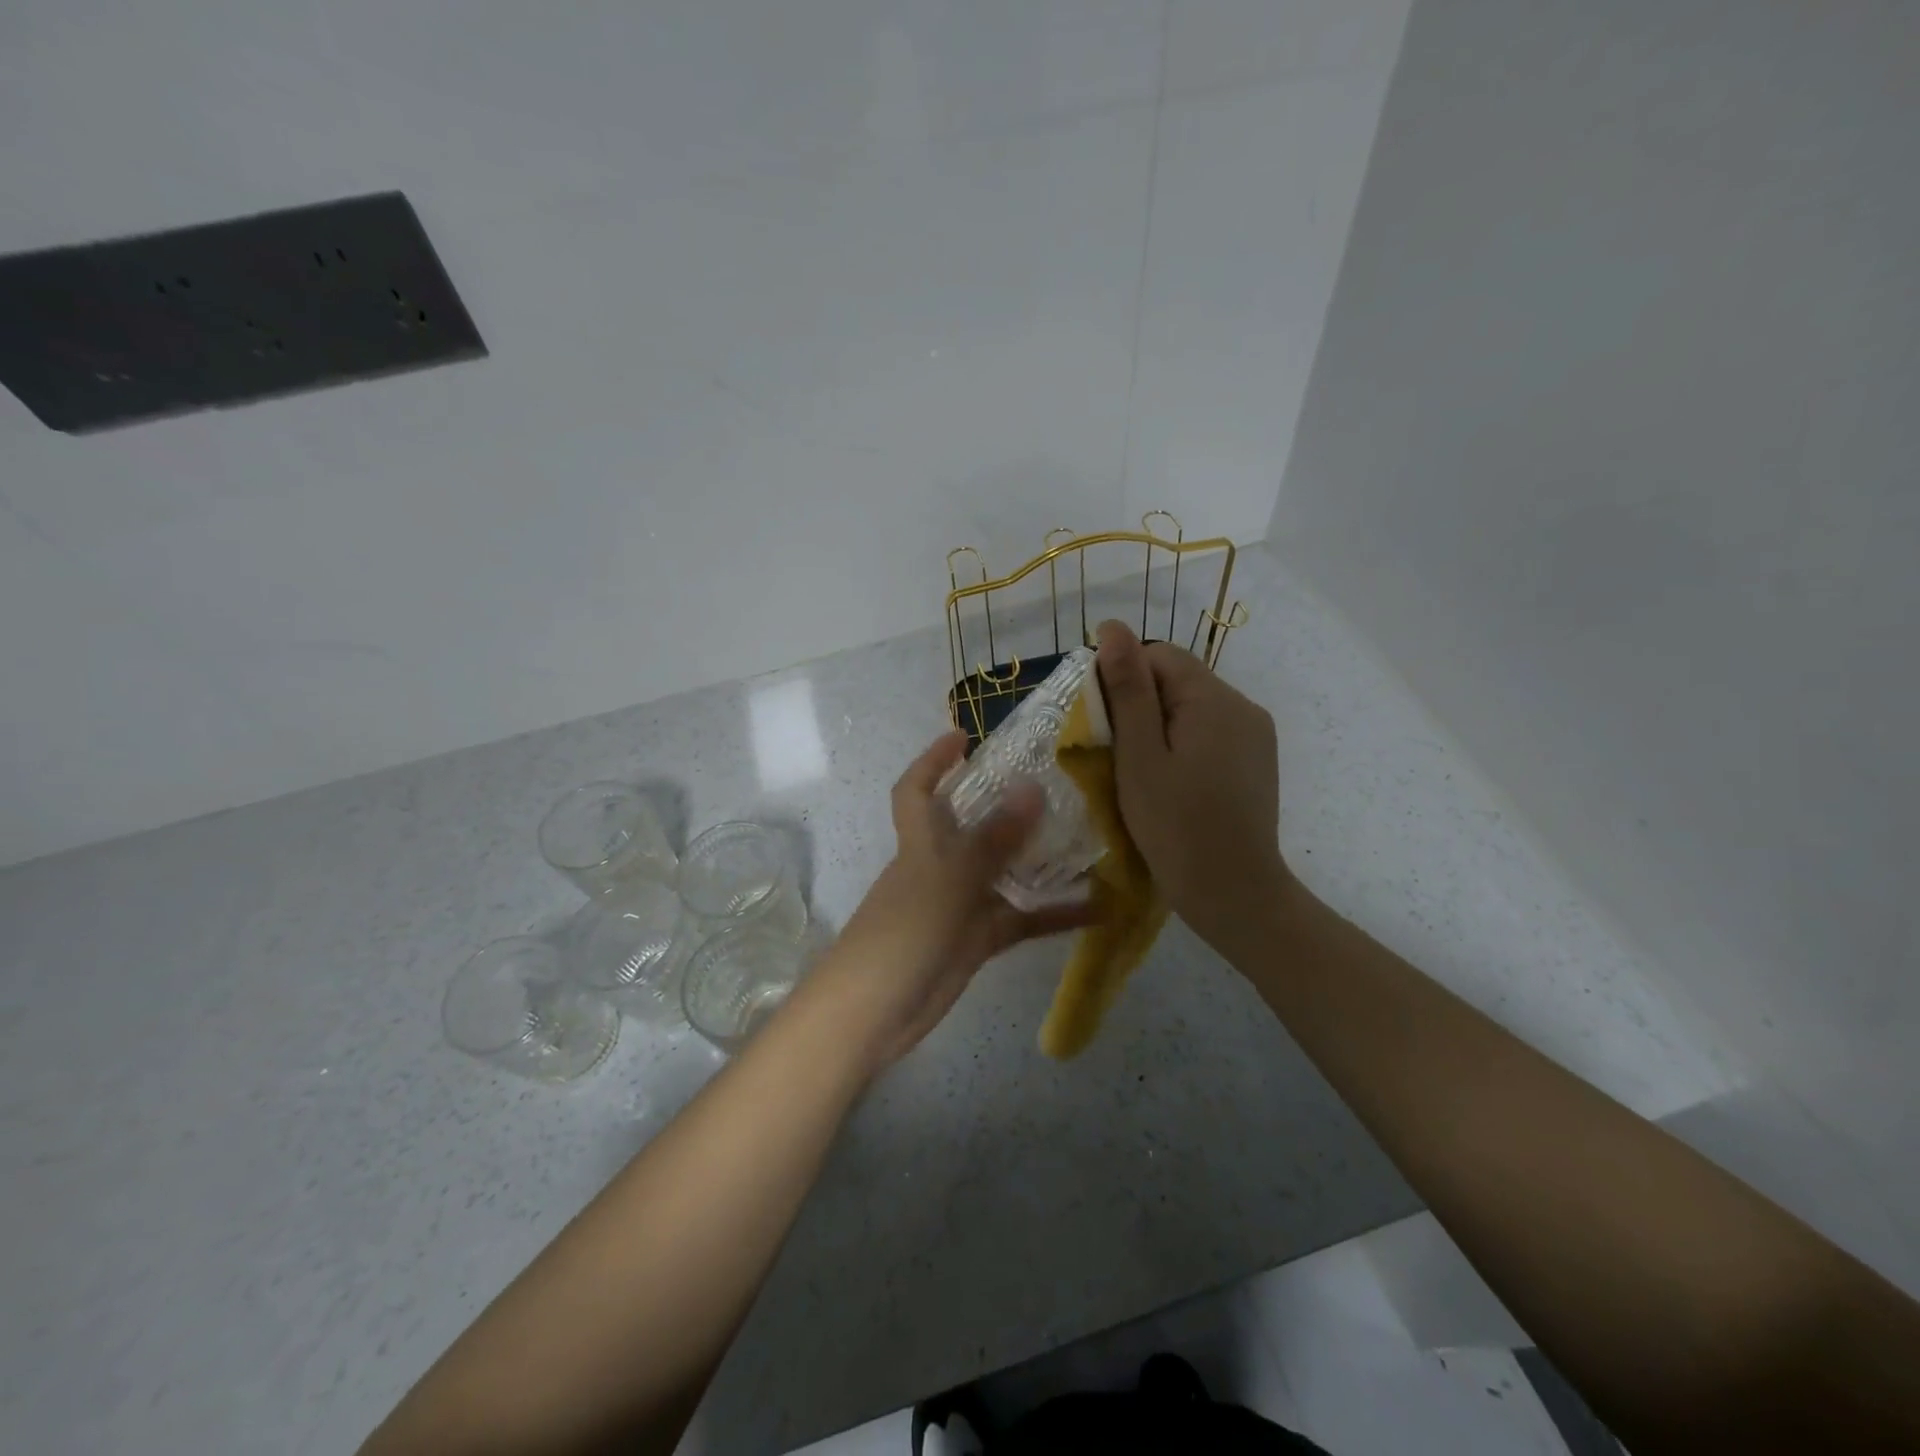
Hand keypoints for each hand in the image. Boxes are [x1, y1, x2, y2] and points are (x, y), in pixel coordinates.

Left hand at [804, 732, 1094, 1070]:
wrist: (873, 1013)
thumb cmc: (903, 933)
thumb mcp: (950, 880)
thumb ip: (993, 838)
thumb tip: (1032, 786)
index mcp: (921, 842)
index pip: (917, 789)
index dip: (933, 760)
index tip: (965, 736)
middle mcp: (940, 865)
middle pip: (973, 825)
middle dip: (1007, 804)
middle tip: (1059, 784)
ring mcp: (960, 904)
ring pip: (1005, 872)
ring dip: (1041, 859)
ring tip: (1091, 839)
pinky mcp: (977, 940)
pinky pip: (1021, 920)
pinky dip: (1054, 915)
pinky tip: (1098, 910)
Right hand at [1095, 620, 1287, 951]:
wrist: (1235, 894)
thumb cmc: (1175, 826)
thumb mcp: (1139, 756)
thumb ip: (1127, 689)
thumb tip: (1112, 628)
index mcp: (1214, 699)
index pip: (1158, 656)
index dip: (1123, 680)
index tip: (1104, 727)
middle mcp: (1243, 706)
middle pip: (1178, 681)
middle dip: (1141, 707)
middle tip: (1119, 757)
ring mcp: (1255, 735)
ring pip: (1192, 709)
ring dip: (1161, 729)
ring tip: (1143, 774)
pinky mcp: (1257, 761)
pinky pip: (1210, 734)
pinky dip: (1184, 747)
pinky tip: (1174, 784)